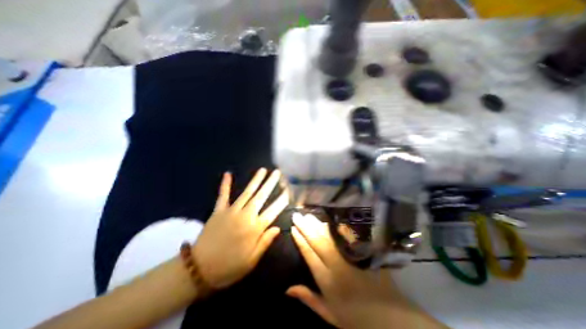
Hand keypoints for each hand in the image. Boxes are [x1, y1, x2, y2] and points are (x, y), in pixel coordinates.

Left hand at [194, 168, 287, 288]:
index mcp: (255, 228)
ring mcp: (231, 211)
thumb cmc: (229, 267)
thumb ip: (265, 242)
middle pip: (261, 196)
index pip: (273, 210)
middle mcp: (245, 216)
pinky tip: (228, 174)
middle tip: (277, 172)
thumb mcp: (251, 261)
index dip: (281, 200)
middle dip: (270, 183)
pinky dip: (225, 184)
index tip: (287, 190)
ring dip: (255, 180)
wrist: (198, 270)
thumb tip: (277, 228)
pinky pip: (223, 195)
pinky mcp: (218, 211)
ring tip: (262, 170)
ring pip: (247, 192)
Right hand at [288, 213, 411, 328]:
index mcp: (327, 280)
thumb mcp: (329, 314)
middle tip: (297, 216)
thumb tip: (288, 289)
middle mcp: (336, 265)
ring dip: (317, 224)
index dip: (300, 240)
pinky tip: (329, 220)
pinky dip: (337, 227)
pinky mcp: (361, 252)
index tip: (293, 229)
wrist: (389, 317)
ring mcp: (350, 256)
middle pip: (317, 241)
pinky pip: (347, 236)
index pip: (309, 254)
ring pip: (329, 236)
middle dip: (305, 227)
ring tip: (308, 215)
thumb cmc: (355, 317)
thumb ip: (308, 298)